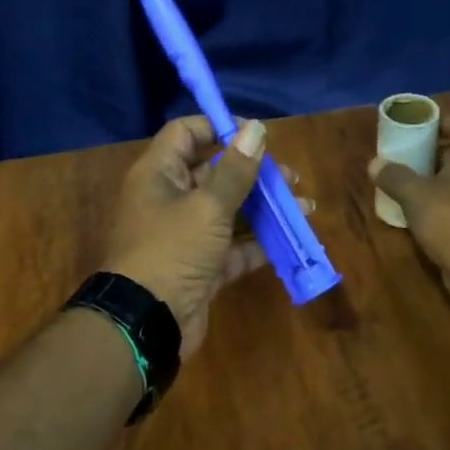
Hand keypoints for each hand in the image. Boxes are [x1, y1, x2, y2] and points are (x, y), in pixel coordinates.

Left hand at [103, 116, 282, 358]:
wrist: (147, 322)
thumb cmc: (172, 250)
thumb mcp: (208, 206)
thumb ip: (235, 169)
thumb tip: (256, 128)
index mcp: (159, 174)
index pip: (186, 133)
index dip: (219, 127)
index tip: (256, 135)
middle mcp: (169, 199)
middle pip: (213, 172)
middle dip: (253, 172)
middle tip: (289, 176)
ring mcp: (184, 235)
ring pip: (227, 211)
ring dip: (263, 207)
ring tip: (302, 205)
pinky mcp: (199, 266)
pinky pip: (232, 247)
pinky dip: (257, 243)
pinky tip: (289, 239)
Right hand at [370, 115, 449, 303]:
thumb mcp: (415, 194)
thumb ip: (394, 175)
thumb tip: (374, 164)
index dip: (437, 121)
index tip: (412, 127)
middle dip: (430, 151)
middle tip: (402, 154)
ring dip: (432, 177)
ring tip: (403, 179)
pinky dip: (439, 200)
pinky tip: (415, 208)